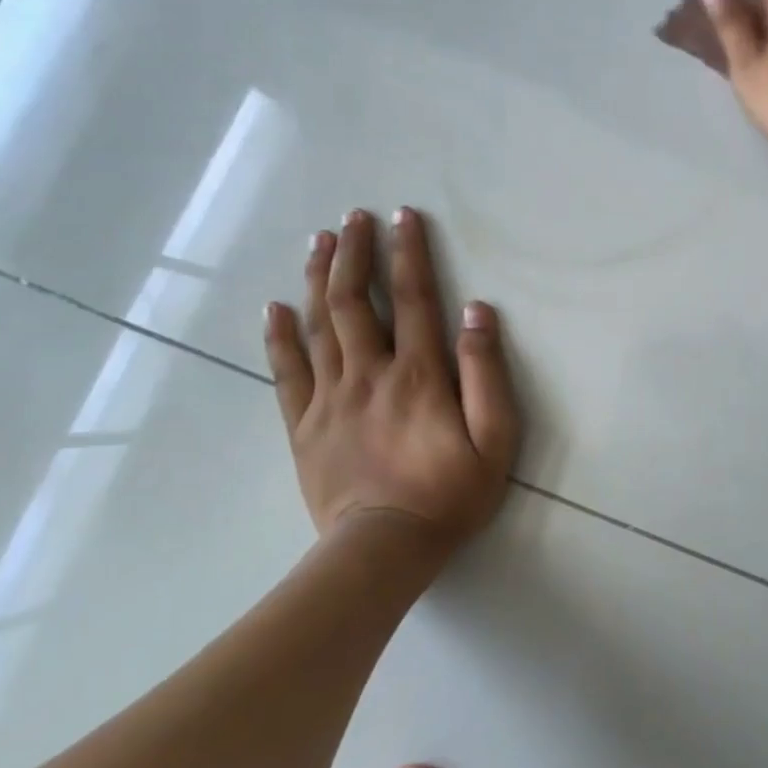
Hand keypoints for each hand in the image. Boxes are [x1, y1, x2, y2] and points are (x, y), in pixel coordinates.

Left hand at [264, 208, 520, 554]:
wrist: (382, 550)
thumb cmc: (450, 494)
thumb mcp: (494, 439)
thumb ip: (486, 373)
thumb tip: (476, 312)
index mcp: (418, 375)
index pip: (412, 298)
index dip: (408, 253)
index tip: (403, 217)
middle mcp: (369, 374)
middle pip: (353, 301)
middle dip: (354, 253)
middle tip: (353, 217)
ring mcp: (330, 399)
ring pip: (317, 326)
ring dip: (317, 279)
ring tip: (319, 242)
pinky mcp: (304, 426)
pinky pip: (286, 372)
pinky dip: (279, 336)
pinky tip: (273, 308)